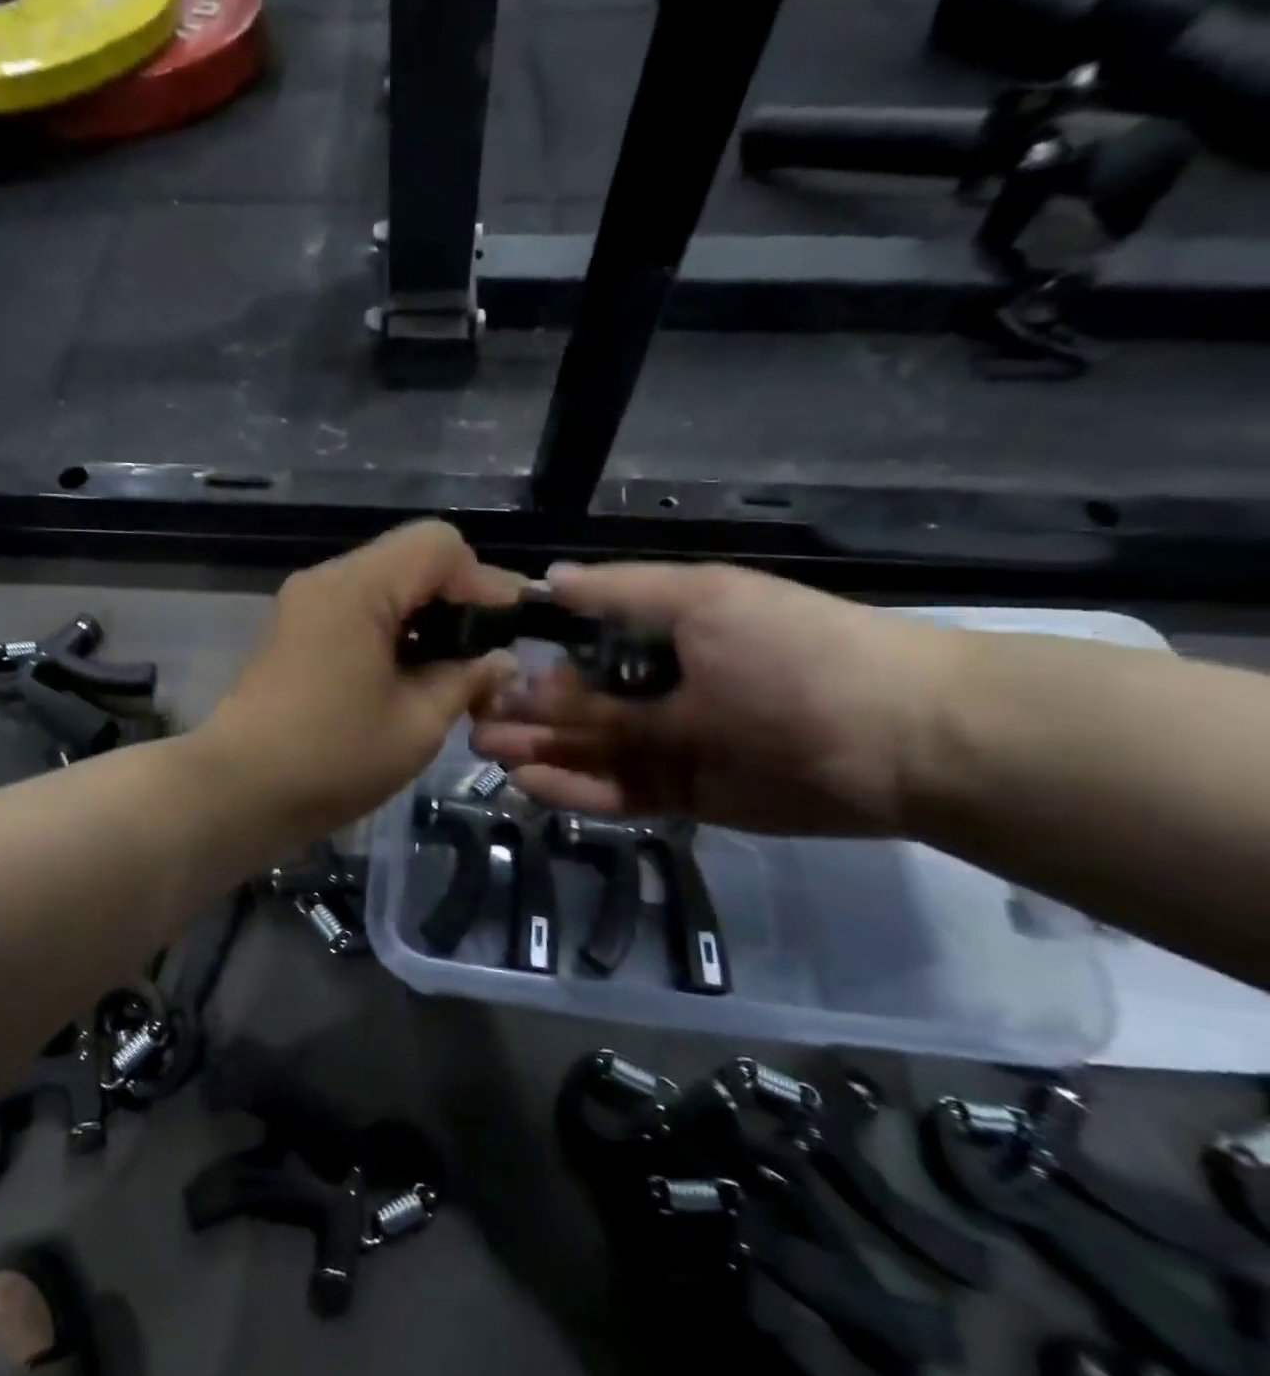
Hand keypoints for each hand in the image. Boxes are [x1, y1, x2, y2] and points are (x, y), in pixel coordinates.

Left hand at [201, 521, 521, 838]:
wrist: (236, 792)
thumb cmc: (331, 759)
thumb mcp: (416, 724)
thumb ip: (466, 680)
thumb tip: (501, 661)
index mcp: (357, 588)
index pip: (438, 545)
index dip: (484, 580)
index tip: (510, 629)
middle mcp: (326, 581)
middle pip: (410, 559)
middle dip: (457, 599)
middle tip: (486, 653)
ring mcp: (304, 605)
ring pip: (384, 585)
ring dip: (425, 617)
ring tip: (454, 670)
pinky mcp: (294, 632)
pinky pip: (357, 610)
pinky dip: (393, 631)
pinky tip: (410, 675)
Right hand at [471, 563, 957, 835]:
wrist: (900, 738)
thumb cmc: (794, 652)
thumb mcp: (707, 601)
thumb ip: (624, 594)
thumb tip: (548, 579)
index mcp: (664, 636)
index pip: (580, 645)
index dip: (533, 656)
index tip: (487, 666)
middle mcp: (659, 690)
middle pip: (576, 704)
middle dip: (524, 710)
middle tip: (475, 720)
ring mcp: (669, 746)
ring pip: (587, 750)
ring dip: (538, 749)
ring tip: (491, 752)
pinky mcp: (682, 796)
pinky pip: (615, 792)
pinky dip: (574, 789)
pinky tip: (531, 783)